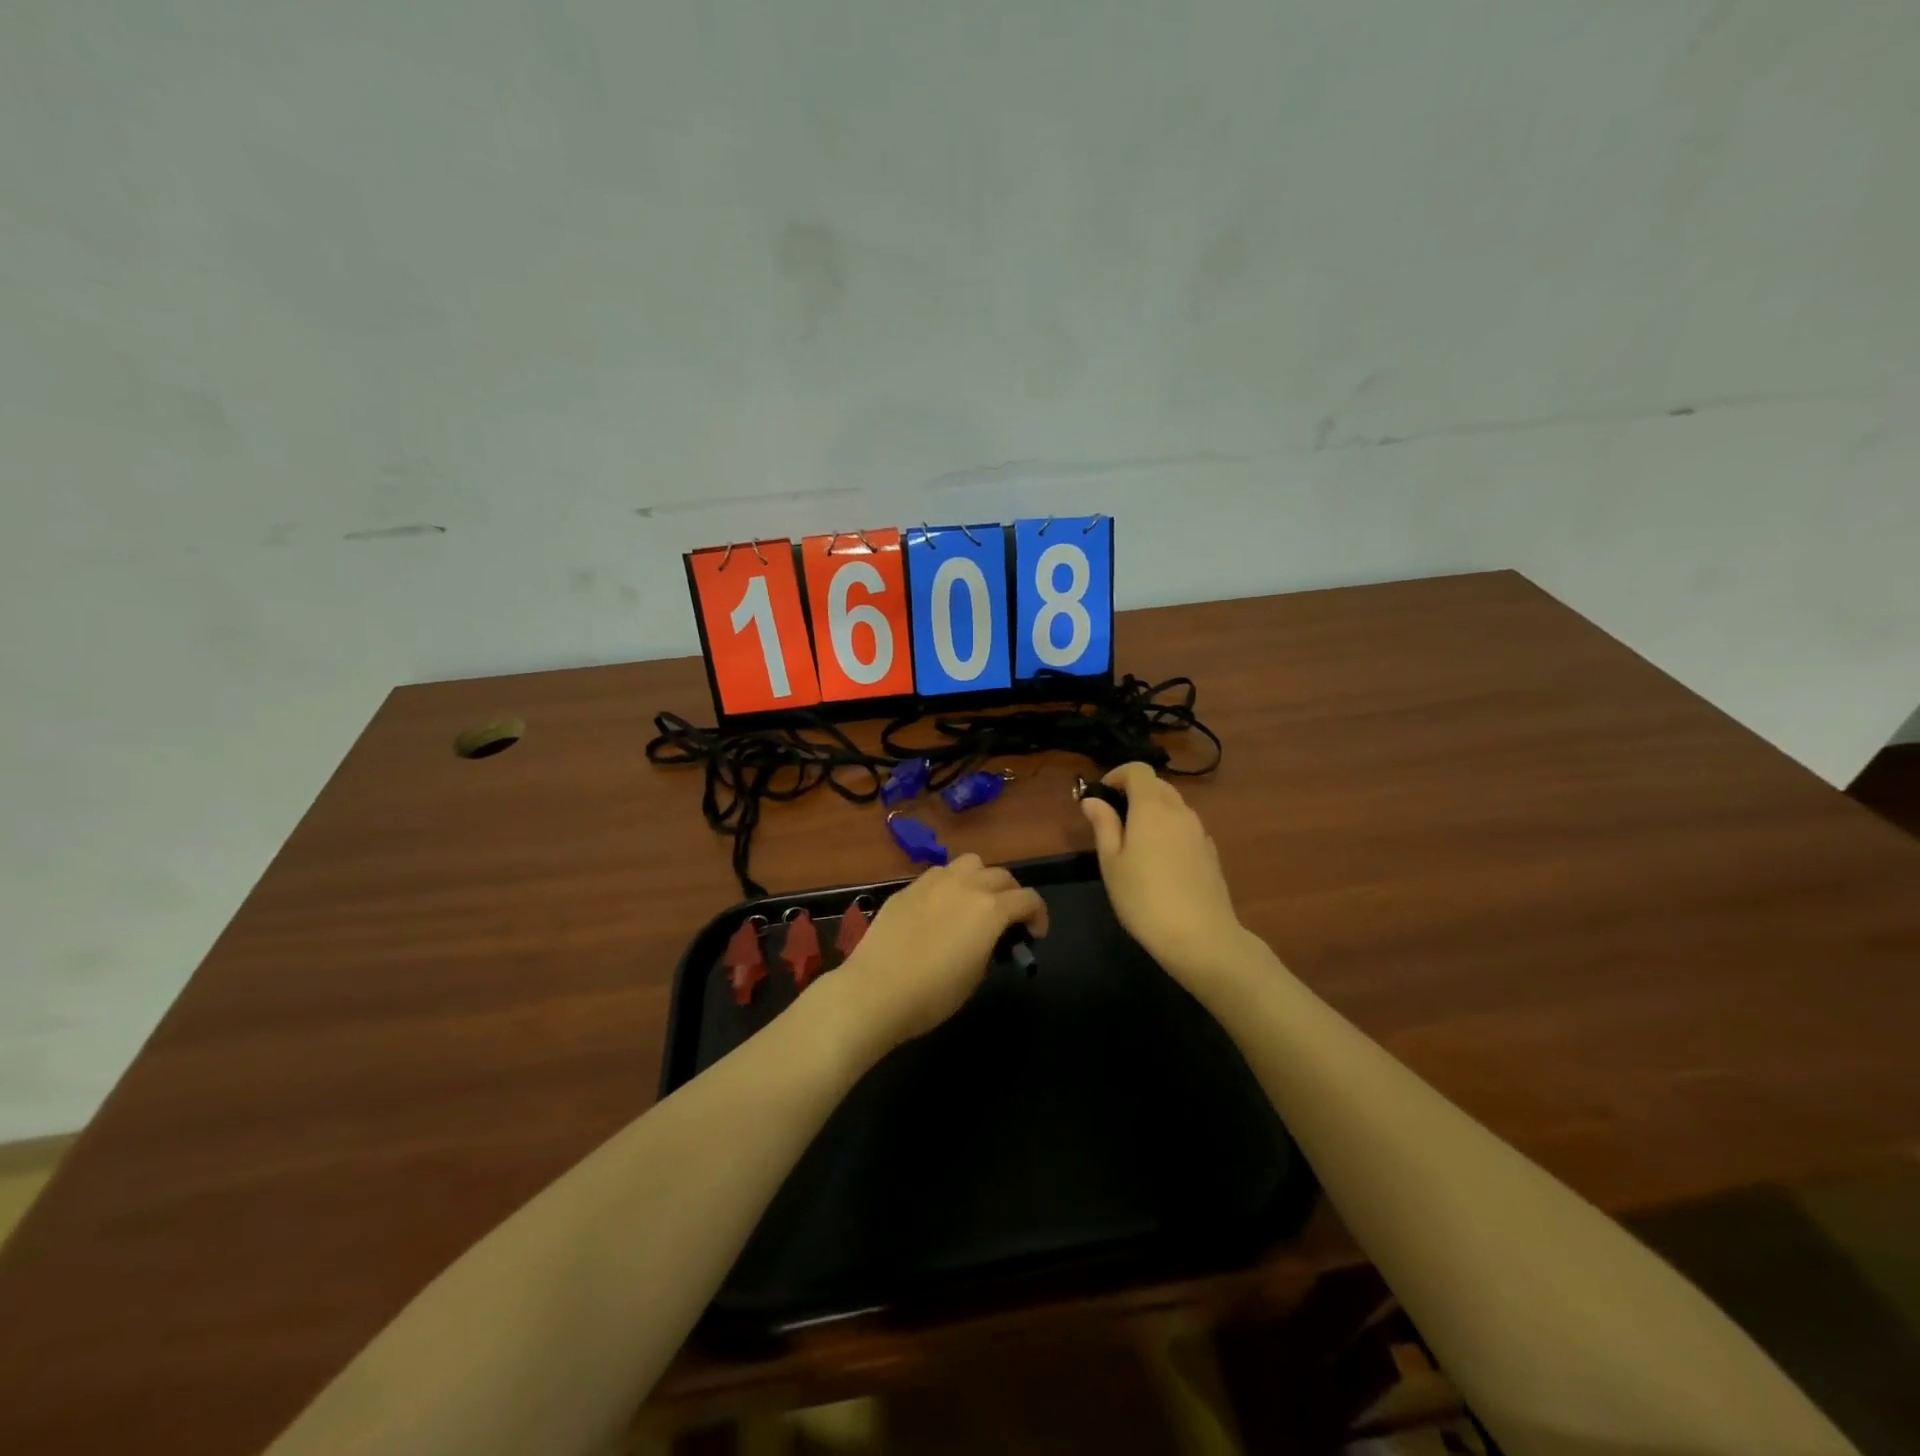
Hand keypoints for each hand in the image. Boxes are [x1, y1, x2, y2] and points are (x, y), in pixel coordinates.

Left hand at [835, 854, 1048, 1051]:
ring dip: (981, 878)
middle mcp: (966, 885)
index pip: (1028, 899)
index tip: (1034, 935)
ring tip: (974, 902)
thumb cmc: (933, 993)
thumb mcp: (976, 974)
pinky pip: (939, 874)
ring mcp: (934, 881)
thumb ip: (989, 945)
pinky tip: (940, 908)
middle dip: (1012, 895)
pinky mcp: (908, 887)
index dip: (1039, 915)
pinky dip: (950, 884)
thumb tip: (987, 937)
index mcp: (990, 908)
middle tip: (1007, 919)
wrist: (876, 990)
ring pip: (971, 863)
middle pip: (1001, 875)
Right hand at [1080, 763, 1245, 988]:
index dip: (1117, 775)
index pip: (1138, 770)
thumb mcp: (1111, 863)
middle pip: (1158, 786)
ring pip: (1174, 807)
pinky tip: (1160, 862)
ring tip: (1135, 842)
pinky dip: (1170, 831)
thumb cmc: (1144, 898)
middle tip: (1113, 819)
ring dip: (1153, 812)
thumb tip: (1092, 800)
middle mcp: (1180, 811)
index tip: (1101, 794)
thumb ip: (1103, 825)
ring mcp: (1200, 832)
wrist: (1201, 937)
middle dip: (1134, 792)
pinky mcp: (1211, 853)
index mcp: (1152, 808)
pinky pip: (1186, 828)